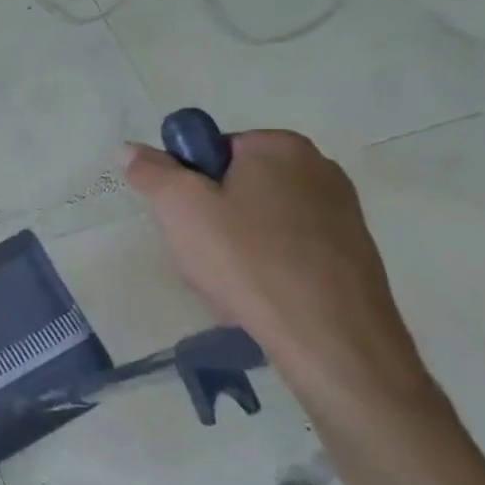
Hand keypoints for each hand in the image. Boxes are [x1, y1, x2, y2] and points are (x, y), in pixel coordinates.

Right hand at [125, 130, 436, 429]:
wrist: (331, 339)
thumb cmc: (247, 259)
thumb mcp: (179, 208)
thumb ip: (151, 171)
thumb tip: (130, 148)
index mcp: (280, 146)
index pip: (211, 150)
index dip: (187, 183)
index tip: (182, 219)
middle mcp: (319, 167)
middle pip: (236, 184)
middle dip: (211, 216)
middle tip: (198, 252)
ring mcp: (343, 212)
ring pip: (260, 219)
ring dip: (235, 245)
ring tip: (227, 281)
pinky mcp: (354, 253)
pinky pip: (288, 248)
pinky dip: (267, 266)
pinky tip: (257, 295)